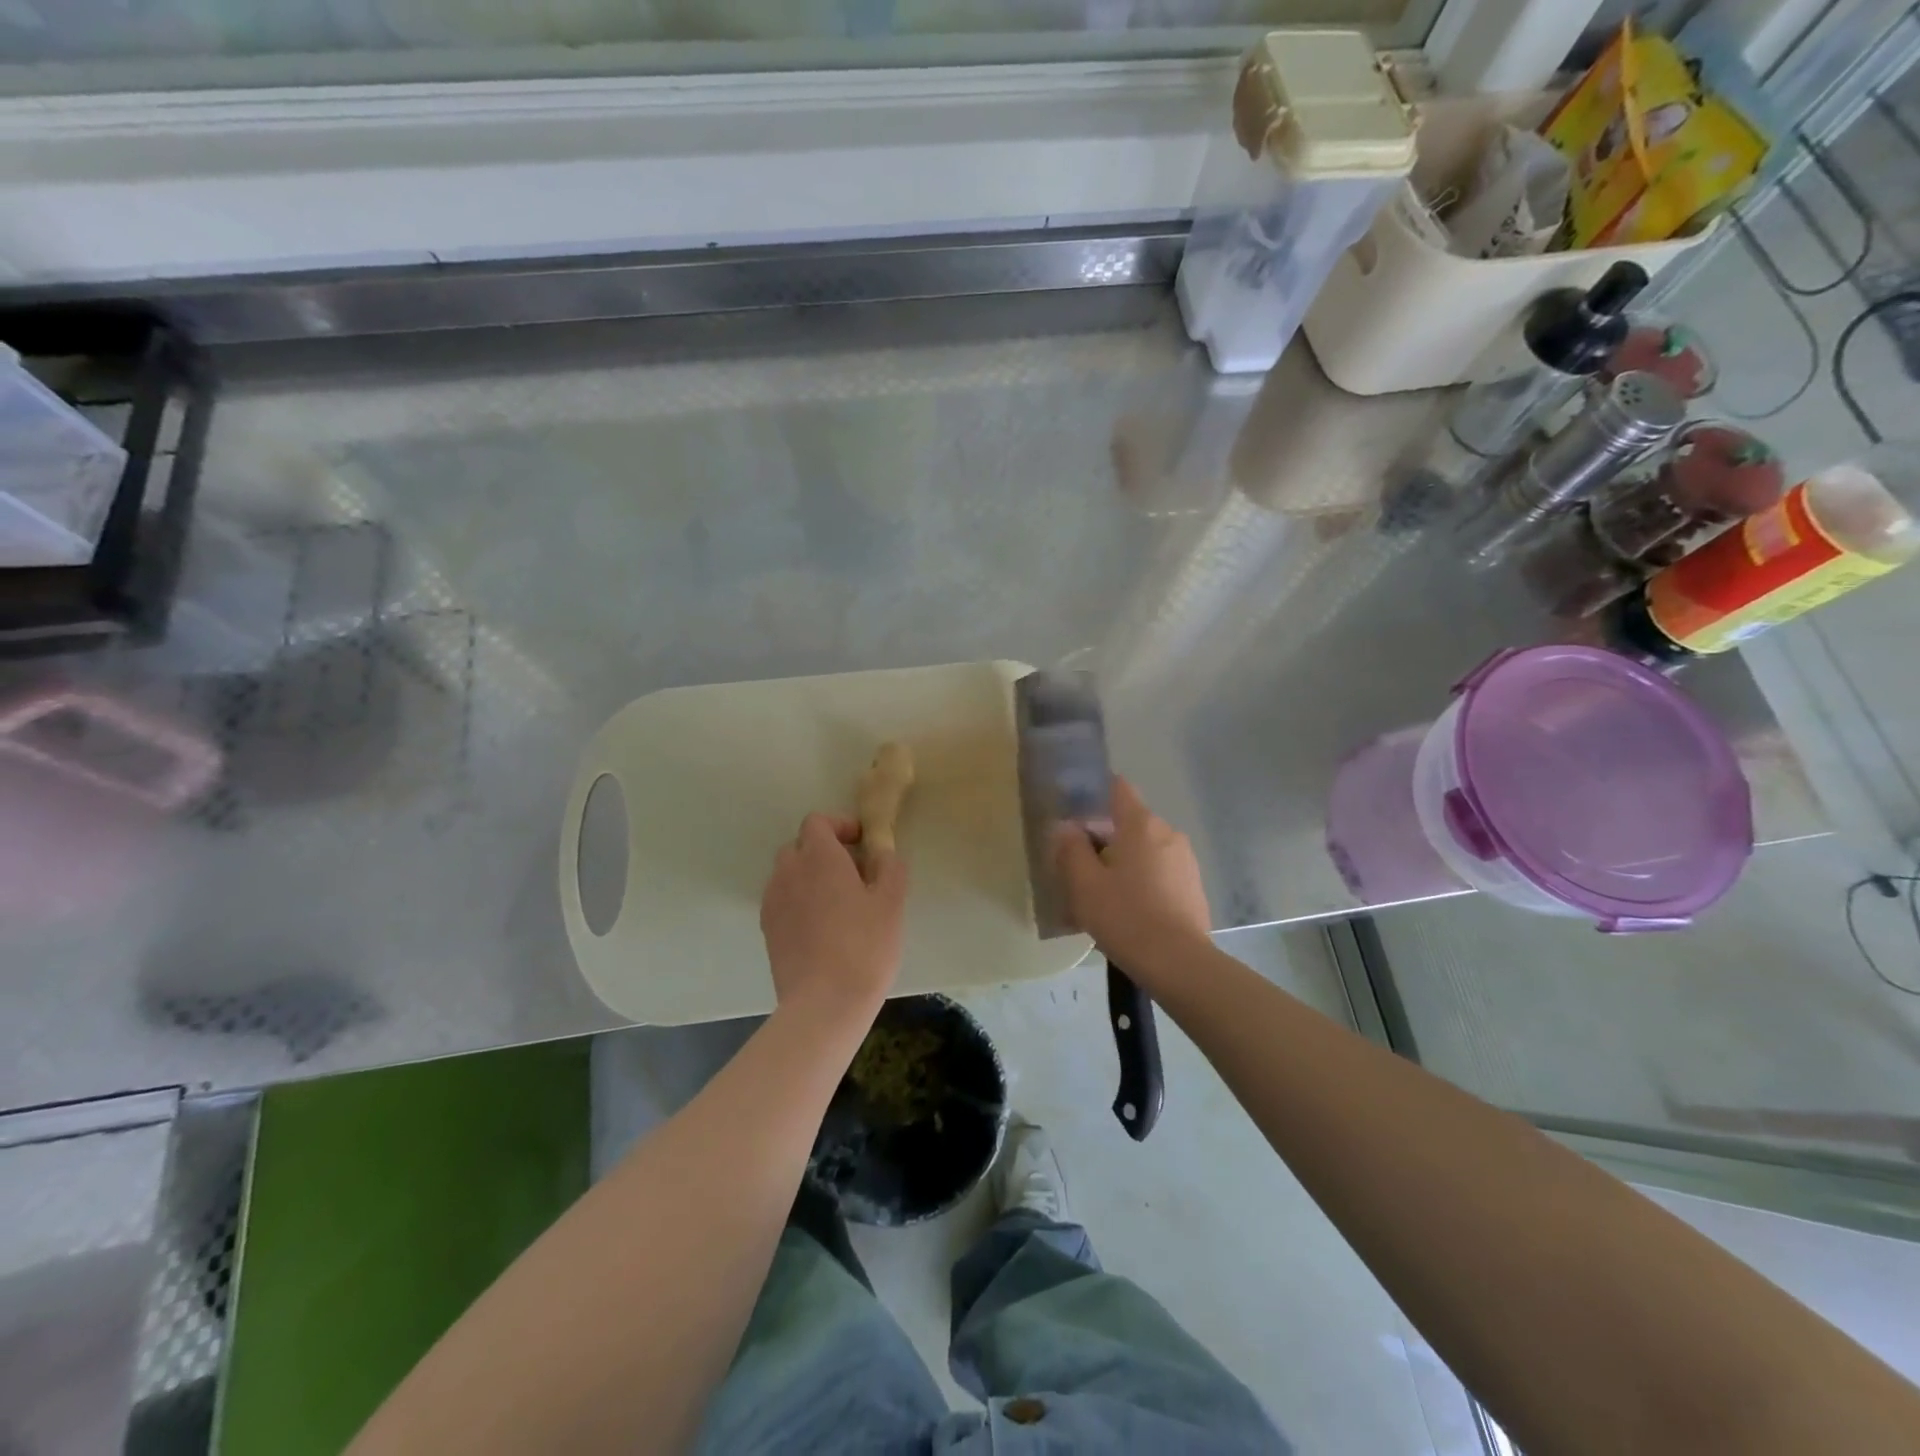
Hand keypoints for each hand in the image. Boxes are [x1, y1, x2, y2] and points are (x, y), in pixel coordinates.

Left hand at [760, 813, 907, 1020]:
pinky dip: (799, 902)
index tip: (862, 845)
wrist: (824, 1003)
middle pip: (800, 846)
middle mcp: (789, 871)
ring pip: (789, 874)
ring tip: (838, 905)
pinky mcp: (767, 930)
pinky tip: (822, 929)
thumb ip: (890, 867)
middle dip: (824, 852)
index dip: (840, 826)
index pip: (817, 821)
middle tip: (854, 875)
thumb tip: (882, 852)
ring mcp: (773, 901)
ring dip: (810, 878)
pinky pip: (783, 901)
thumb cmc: (864, 946)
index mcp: (819, 856)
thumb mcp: (892, 902)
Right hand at [1055, 776, 1210, 967]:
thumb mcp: (1083, 884)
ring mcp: (1185, 860)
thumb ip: (1071, 849)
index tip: (1075, 813)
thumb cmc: (1125, 916)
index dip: (1095, 792)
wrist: (1178, 963)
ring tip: (1102, 897)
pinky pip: (1160, 873)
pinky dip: (1142, 882)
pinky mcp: (1193, 887)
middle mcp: (1167, 833)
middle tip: (1080, 868)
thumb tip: (1067, 828)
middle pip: (1129, 823)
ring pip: (1144, 851)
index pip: (1117, 787)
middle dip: (1104, 839)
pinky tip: (1128, 912)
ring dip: (1123, 864)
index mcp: (1140, 824)